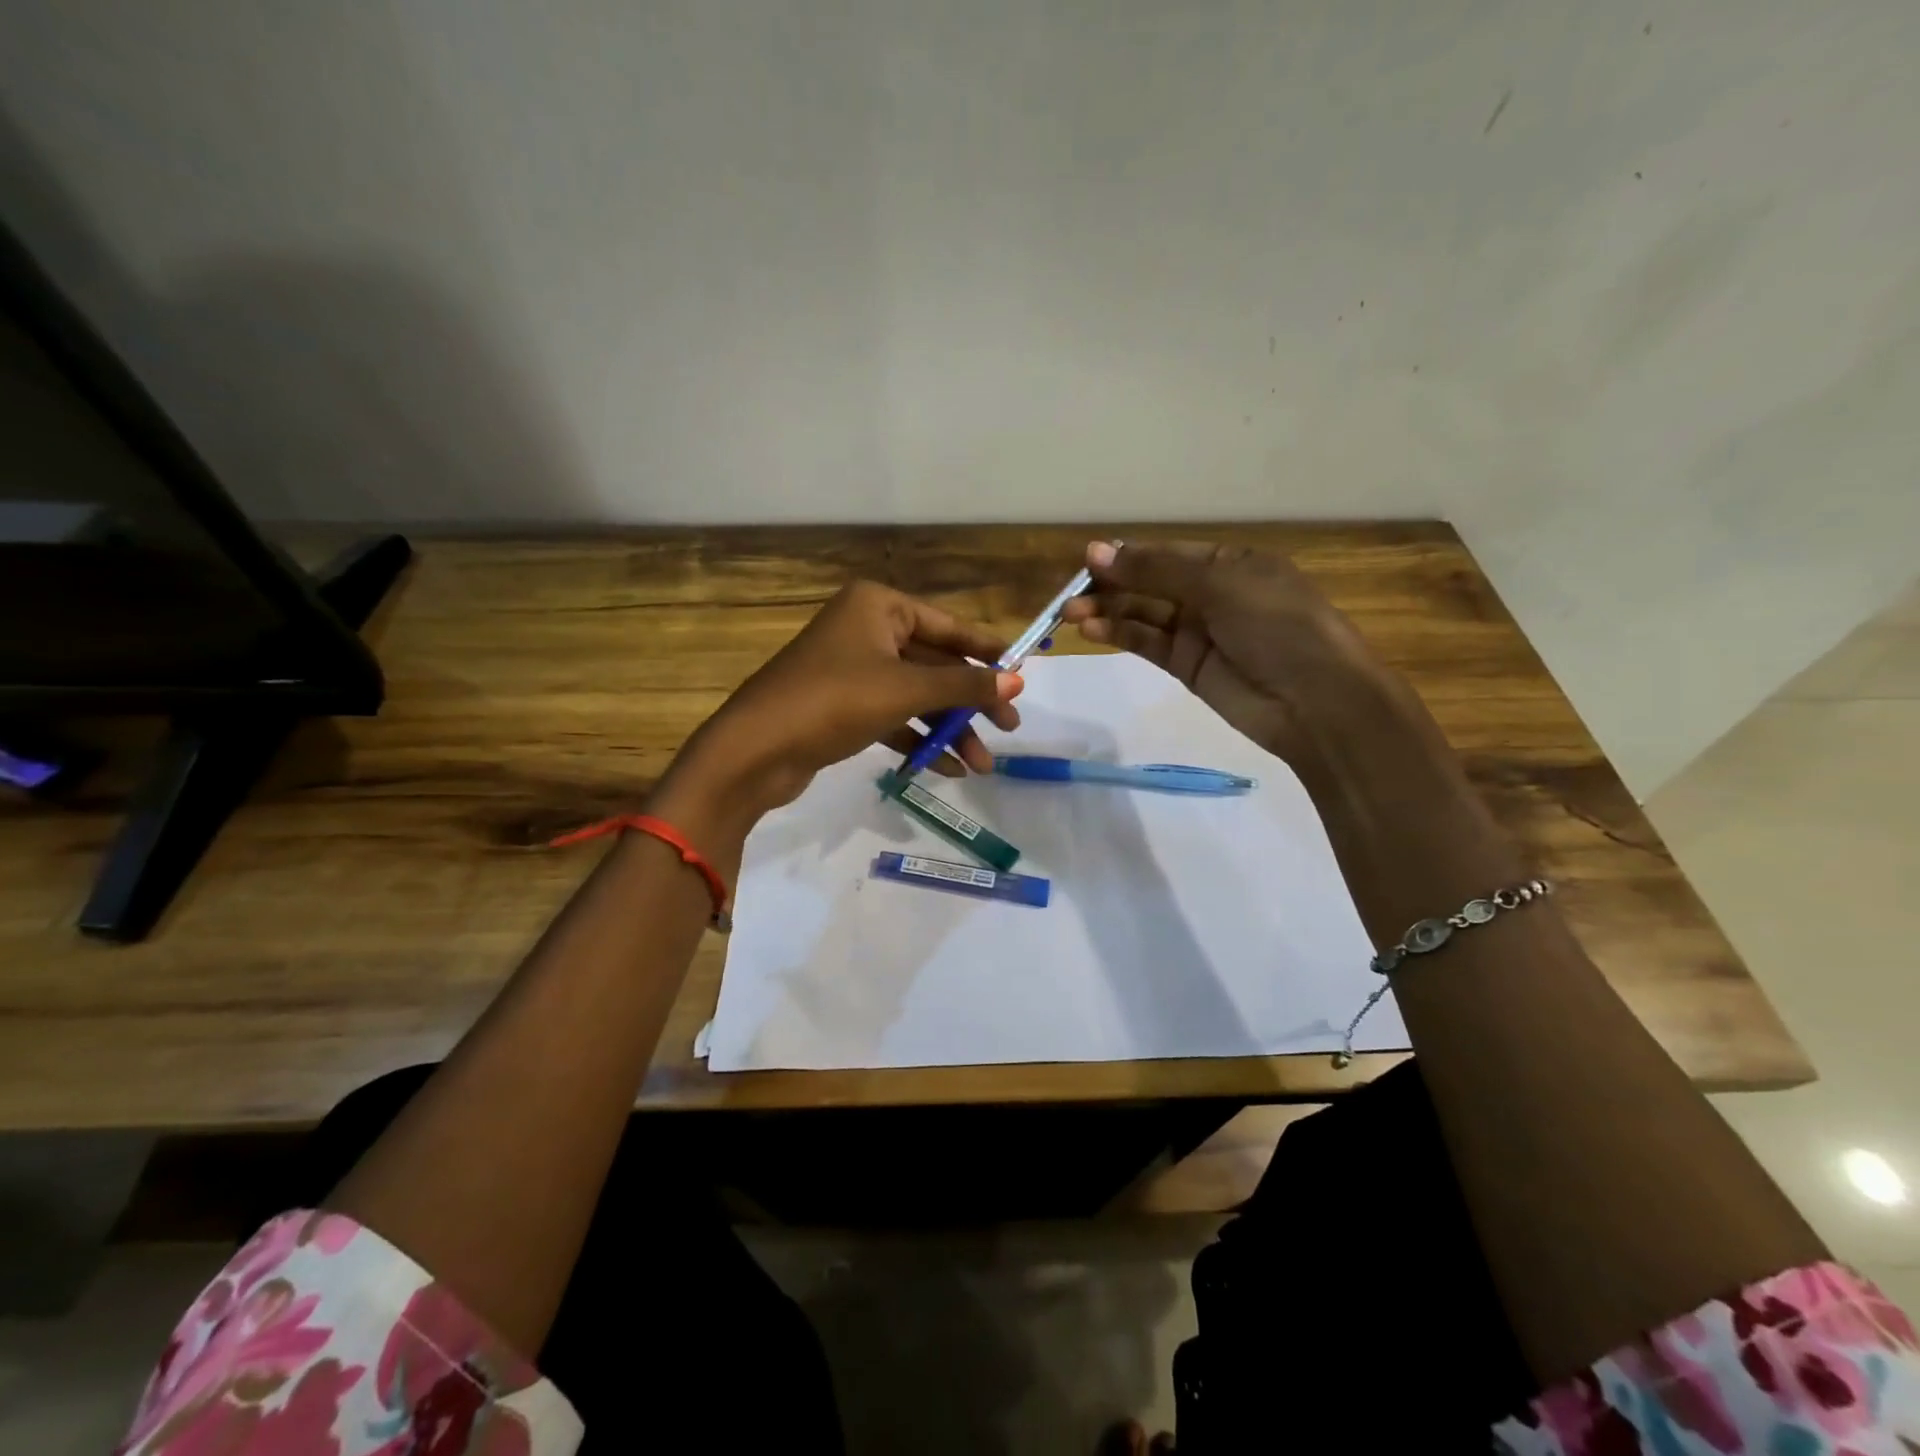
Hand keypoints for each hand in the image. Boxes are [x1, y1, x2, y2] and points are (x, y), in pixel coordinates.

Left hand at [658, 581, 1022, 835]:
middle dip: (970, 702)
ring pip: (915, 695)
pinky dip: (918, 739)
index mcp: (879, 606)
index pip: (949, 626)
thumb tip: (1018, 681)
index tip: (1023, 676)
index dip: (988, 653)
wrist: (756, 749)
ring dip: (948, 729)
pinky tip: (946, 769)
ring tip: (982, 766)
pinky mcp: (842, 706)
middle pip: (935, 664)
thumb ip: (964, 684)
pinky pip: (893, 717)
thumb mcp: (907, 690)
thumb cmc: (835, 701)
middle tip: (1009, 730)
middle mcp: (866, 629)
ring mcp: (852, 669)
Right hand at [1062, 540, 1408, 763]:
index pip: (1168, 553)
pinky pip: (1147, 644)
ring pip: (1143, 614)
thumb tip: (1096, 552)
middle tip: (1070, 593)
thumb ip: (1156, 571)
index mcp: (1231, 563)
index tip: (1087, 561)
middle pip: (1150, 583)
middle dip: (1111, 586)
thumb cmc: (1278, 626)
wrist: (1315, 701)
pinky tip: (1090, 631)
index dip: (1128, 556)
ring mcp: (1199, 631)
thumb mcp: (1220, 585)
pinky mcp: (1187, 667)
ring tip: (1069, 614)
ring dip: (1107, 612)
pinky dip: (1119, 635)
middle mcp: (1212, 593)